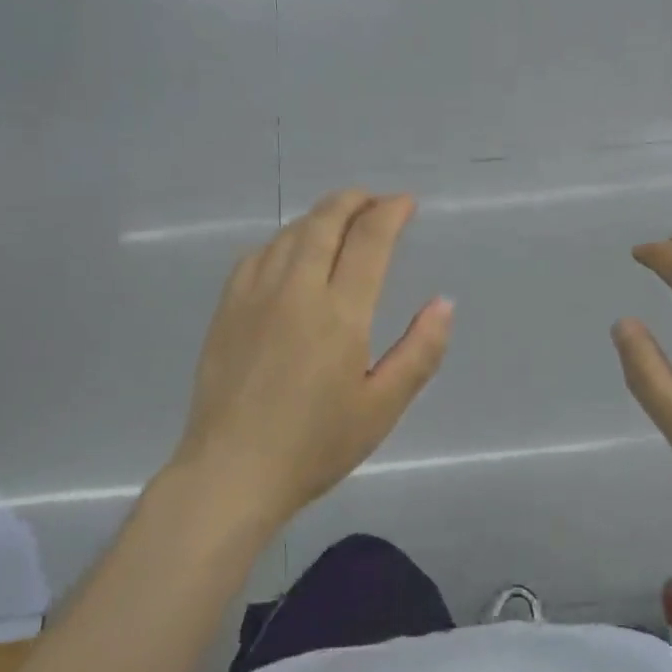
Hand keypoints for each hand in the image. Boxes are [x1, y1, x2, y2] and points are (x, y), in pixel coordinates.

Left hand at [172, 190, 452, 527]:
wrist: (232, 471)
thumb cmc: (315, 446)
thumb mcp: (382, 407)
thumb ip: (420, 351)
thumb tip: (444, 303)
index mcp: (339, 312)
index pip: (369, 240)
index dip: (390, 213)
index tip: (406, 203)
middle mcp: (295, 289)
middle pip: (325, 221)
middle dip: (354, 201)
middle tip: (375, 201)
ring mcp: (254, 295)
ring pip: (289, 233)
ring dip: (320, 217)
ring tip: (340, 222)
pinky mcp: (227, 309)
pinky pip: (257, 255)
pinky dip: (283, 241)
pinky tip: (289, 253)